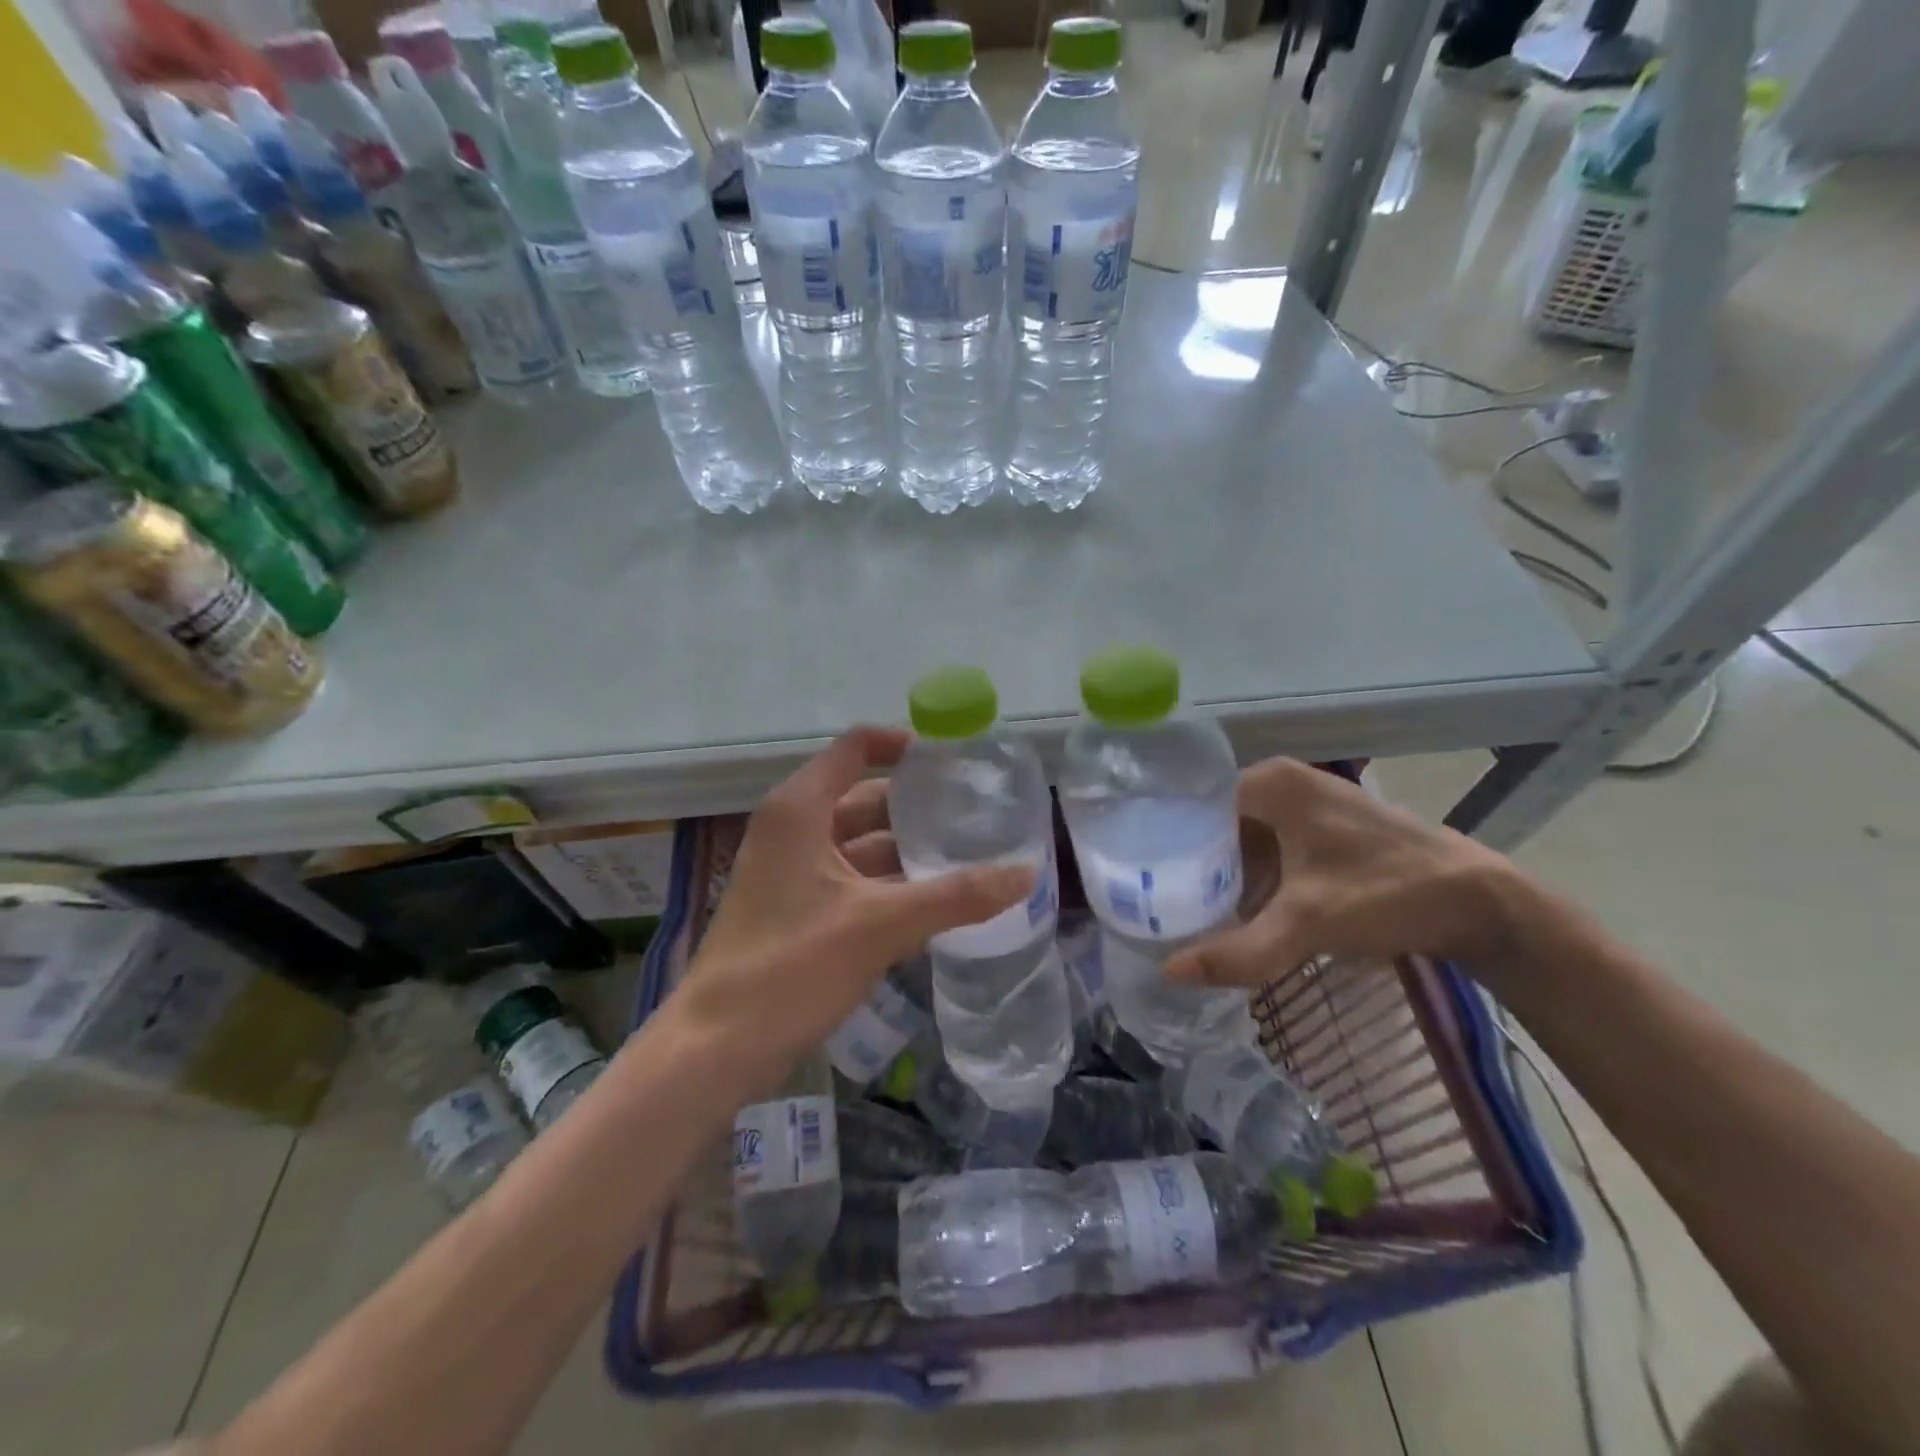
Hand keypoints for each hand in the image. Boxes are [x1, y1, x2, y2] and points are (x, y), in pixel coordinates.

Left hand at [669, 727, 1034, 1083]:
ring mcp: (791, 871)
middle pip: (863, 797)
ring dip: (906, 850)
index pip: (856, 748)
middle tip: (976, 812)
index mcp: (800, 809)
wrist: (716, 1047)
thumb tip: (1026, 874)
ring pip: (860, 843)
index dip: (903, 744)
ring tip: (967, 854)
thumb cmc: (792, 965)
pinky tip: (934, 899)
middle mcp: (793, 829)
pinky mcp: (795, 909)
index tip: (953, 758)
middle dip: (916, 806)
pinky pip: (852, 879)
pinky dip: (889, 883)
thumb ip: (956, 896)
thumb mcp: (880, 925)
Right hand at [1168, 759, 1531, 987]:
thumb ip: (1238, 951)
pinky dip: (1250, 875)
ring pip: (1241, 836)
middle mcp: (1283, 783)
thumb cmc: (1387, 894)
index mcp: (1270, 783)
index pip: (1191, 803)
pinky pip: (1268, 846)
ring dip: (1219, 871)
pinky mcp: (1325, 829)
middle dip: (1187, 861)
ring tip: (1181, 907)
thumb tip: (1169, 974)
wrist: (1481, 904)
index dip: (1161, 838)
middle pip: (1213, 821)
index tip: (1134, 874)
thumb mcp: (1306, 924)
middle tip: (1153, 899)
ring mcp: (1308, 804)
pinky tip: (1236, 908)